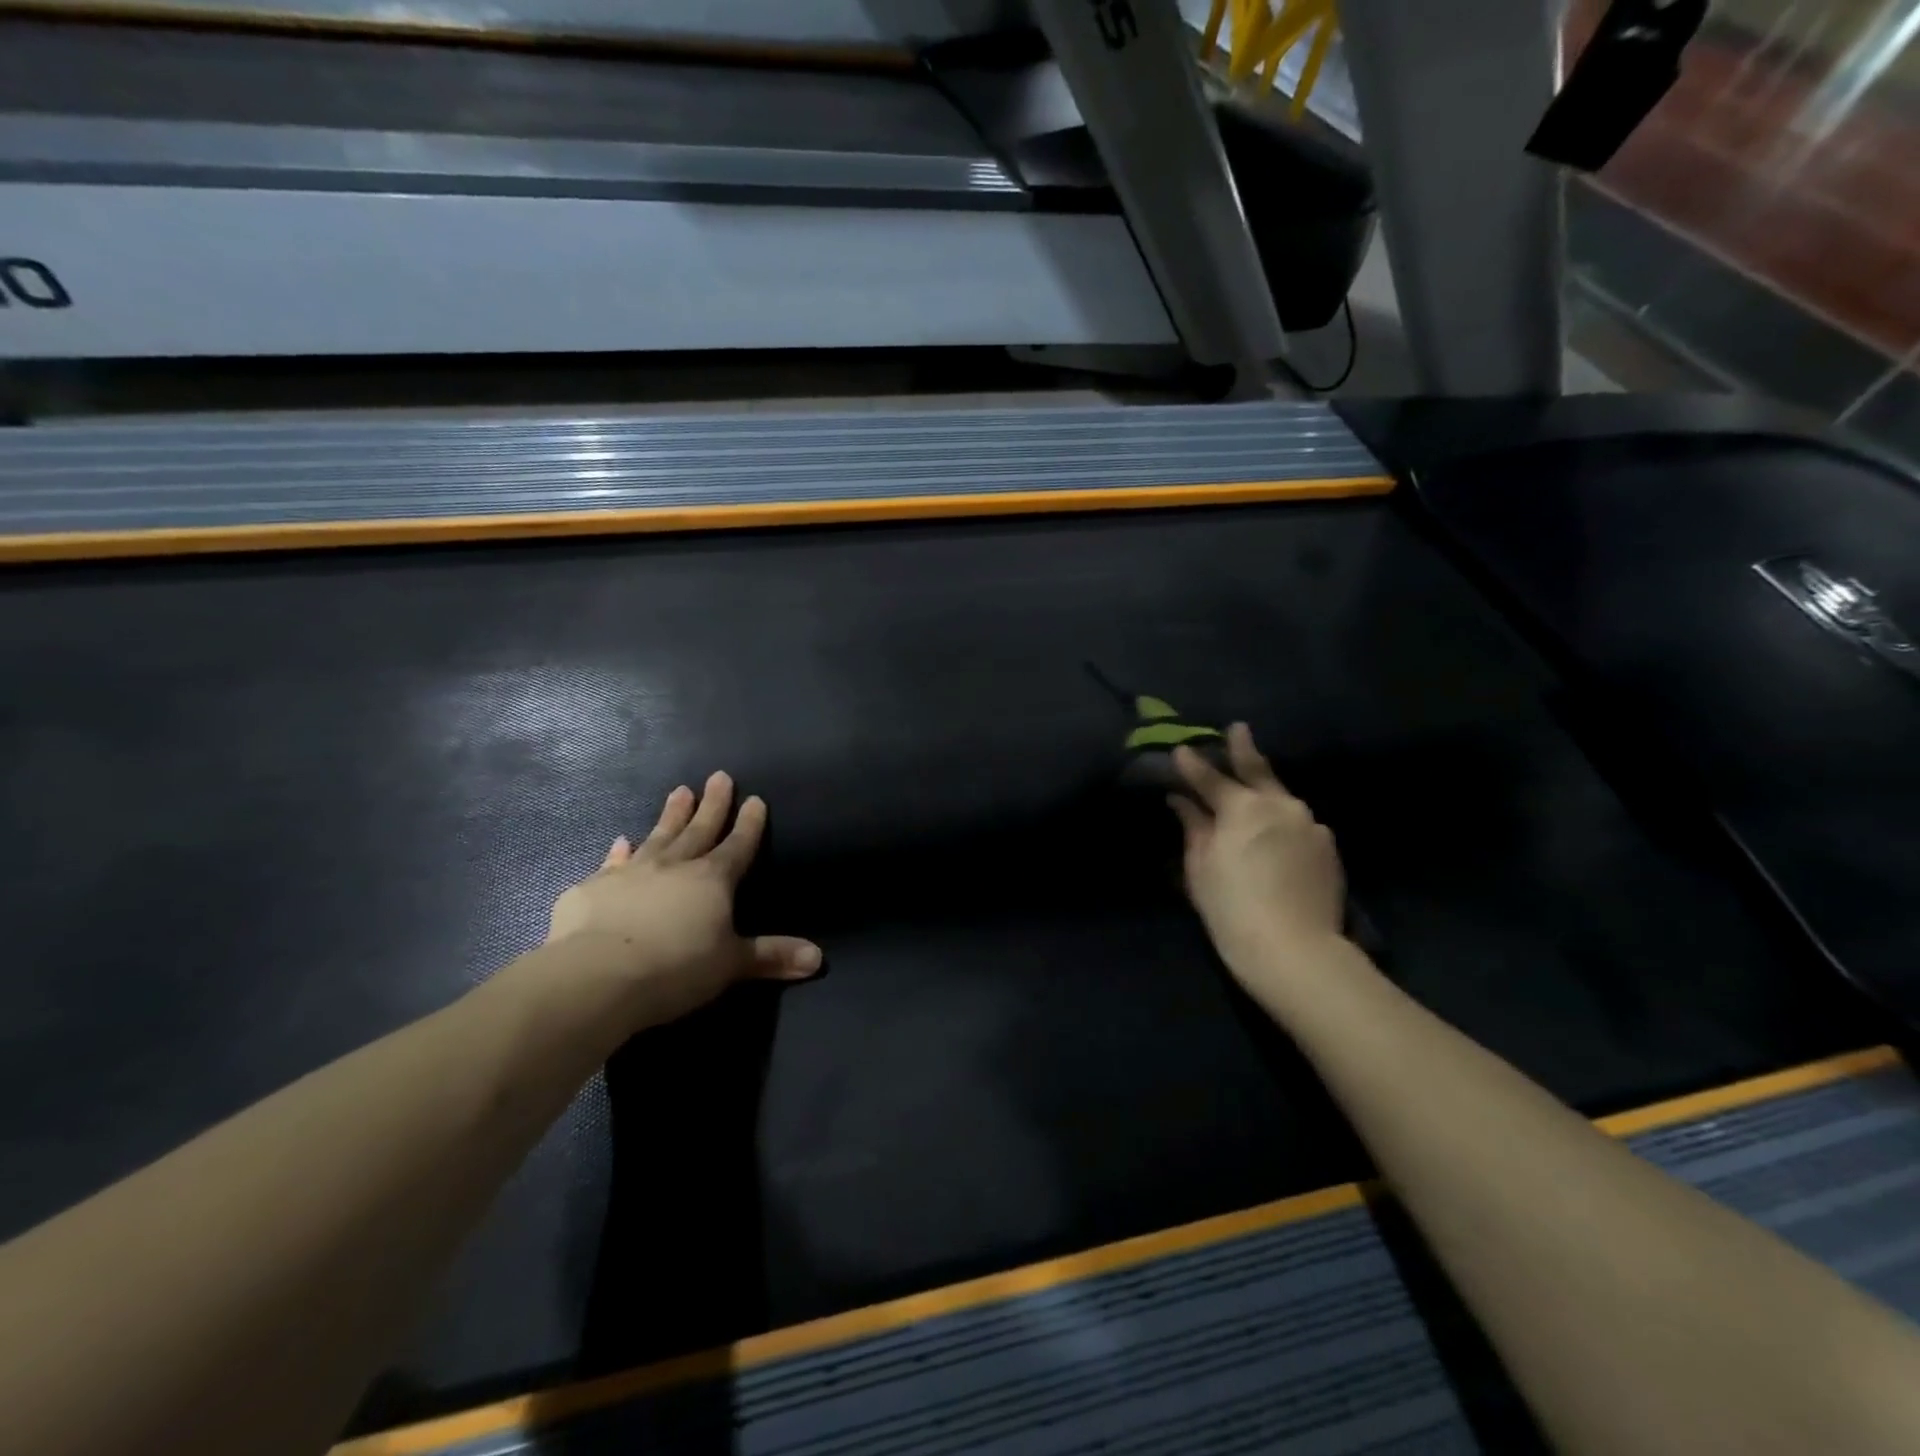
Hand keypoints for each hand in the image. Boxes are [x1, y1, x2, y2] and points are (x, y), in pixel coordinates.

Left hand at [546, 772, 820, 1029]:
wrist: (596, 976)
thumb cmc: (675, 968)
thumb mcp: (731, 965)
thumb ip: (771, 957)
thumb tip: (818, 959)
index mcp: (712, 880)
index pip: (738, 845)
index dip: (749, 824)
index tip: (756, 799)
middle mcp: (674, 866)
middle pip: (699, 829)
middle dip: (713, 804)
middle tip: (719, 776)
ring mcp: (631, 873)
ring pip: (658, 835)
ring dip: (670, 814)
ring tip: (679, 790)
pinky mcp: (593, 888)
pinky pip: (612, 862)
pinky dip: (618, 851)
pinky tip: (620, 841)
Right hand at [1169, 724, 1347, 999]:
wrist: (1295, 951)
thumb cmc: (1232, 909)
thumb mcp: (1200, 867)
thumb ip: (1193, 826)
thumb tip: (1181, 800)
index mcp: (1243, 807)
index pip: (1211, 778)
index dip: (1193, 764)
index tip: (1181, 749)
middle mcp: (1280, 805)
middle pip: (1258, 770)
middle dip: (1244, 748)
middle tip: (1238, 729)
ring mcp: (1310, 824)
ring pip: (1282, 797)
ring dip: (1265, 789)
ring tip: (1254, 785)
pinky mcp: (1327, 847)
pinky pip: (1299, 823)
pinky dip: (1283, 819)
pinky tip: (1275, 831)